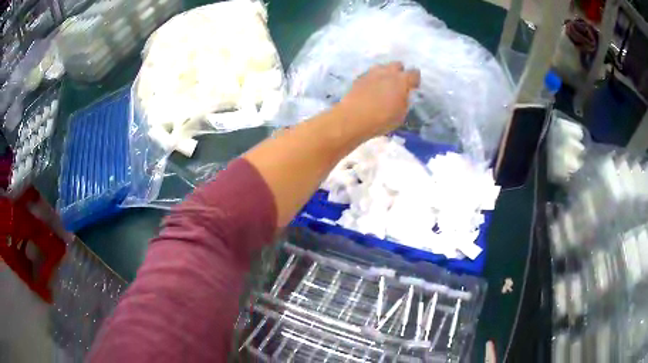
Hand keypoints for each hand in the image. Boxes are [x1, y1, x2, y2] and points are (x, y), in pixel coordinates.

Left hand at [338, 62, 419, 138]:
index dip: (415, 80)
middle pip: (397, 65)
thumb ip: (404, 101)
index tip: (413, 87)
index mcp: (401, 80)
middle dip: (400, 72)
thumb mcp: (401, 114)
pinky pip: (370, 74)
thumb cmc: (382, 119)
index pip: (414, 73)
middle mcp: (387, 72)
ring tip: (384, 85)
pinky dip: (373, 79)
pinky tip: (371, 90)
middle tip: (398, 84)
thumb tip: (403, 96)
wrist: (353, 118)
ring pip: (382, 67)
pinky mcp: (359, 78)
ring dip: (385, 73)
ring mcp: (371, 73)